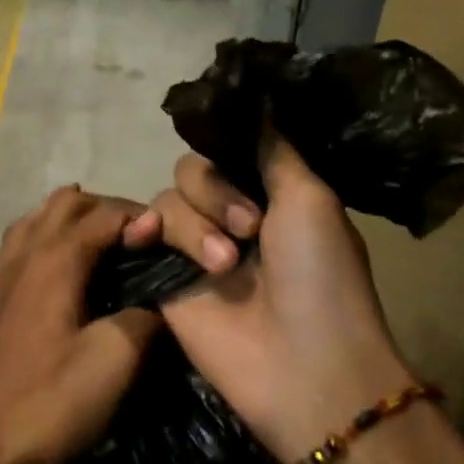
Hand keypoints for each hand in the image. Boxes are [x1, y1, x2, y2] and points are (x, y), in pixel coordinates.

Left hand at [0, 186, 161, 463]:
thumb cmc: (54, 402)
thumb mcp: (116, 358)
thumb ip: (143, 318)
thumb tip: (156, 302)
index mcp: (59, 261)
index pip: (104, 217)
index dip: (138, 217)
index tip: (167, 233)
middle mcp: (24, 259)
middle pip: (61, 209)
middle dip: (99, 208)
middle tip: (134, 231)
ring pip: (23, 228)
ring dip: (52, 216)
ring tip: (77, 217)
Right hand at [146, 138, 411, 461]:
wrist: (303, 365)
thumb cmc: (320, 277)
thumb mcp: (310, 199)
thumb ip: (272, 149)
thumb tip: (257, 97)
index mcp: (268, 194)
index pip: (227, 149)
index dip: (227, 149)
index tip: (240, 160)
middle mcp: (228, 215)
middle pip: (193, 168)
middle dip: (217, 193)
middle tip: (249, 229)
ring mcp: (194, 247)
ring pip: (168, 198)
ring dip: (196, 226)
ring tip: (224, 267)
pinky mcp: (164, 276)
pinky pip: (143, 231)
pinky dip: (145, 229)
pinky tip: (149, 239)